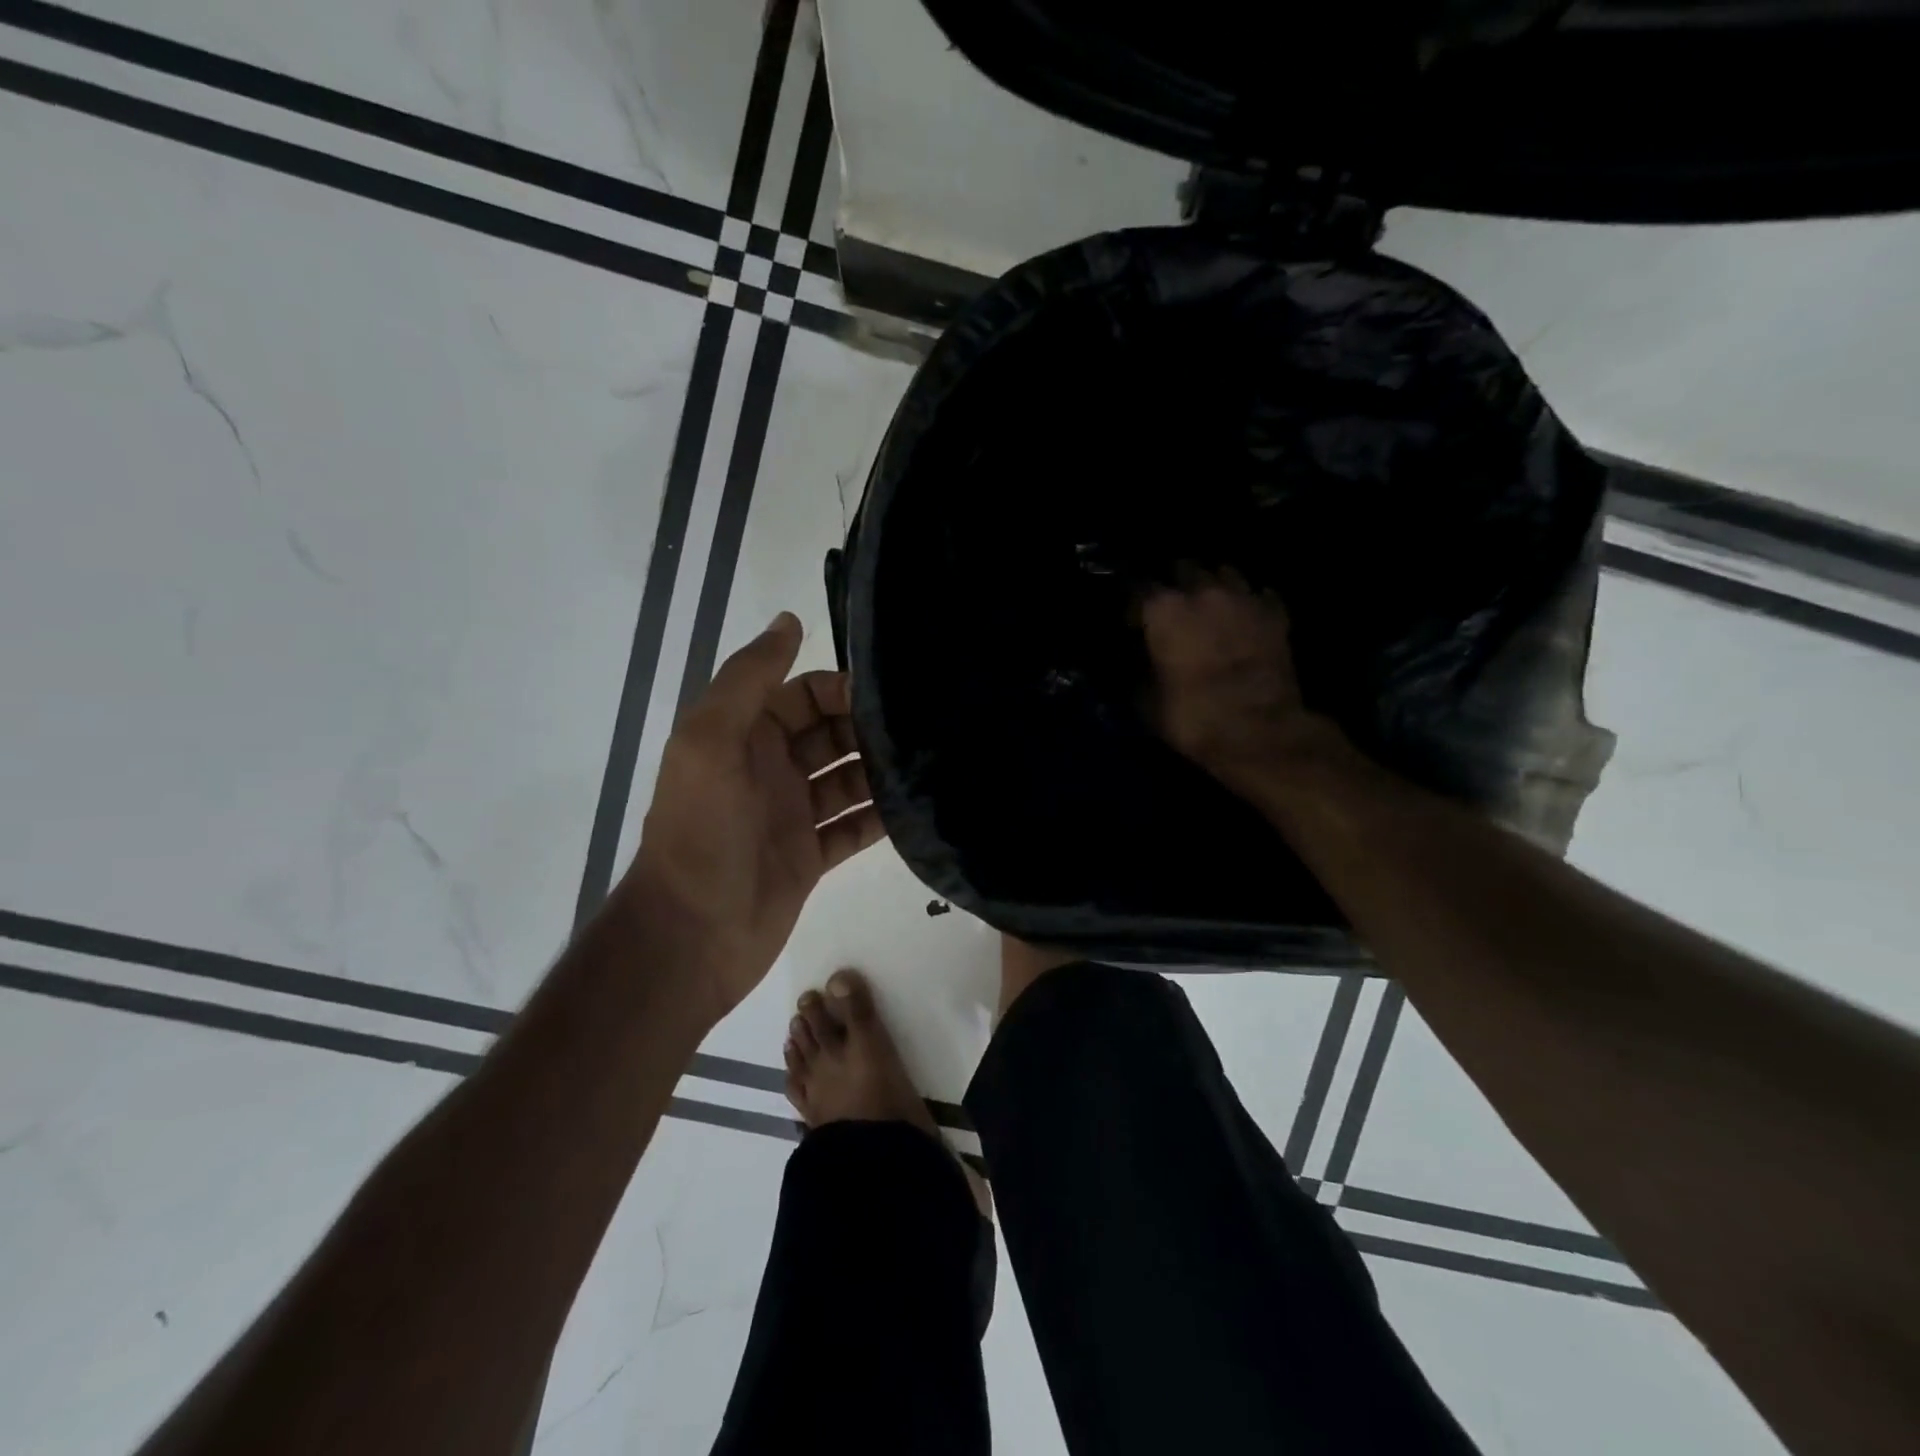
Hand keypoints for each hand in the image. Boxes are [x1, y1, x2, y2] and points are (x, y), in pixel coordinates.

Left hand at [619, 613, 882, 1023]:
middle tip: (921, 731)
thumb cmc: (700, 832)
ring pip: (848, 779)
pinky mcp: (812, 856)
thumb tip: (790, 619)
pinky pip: (854, 827)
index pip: (802, 694)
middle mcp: (769, 768)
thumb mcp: (711, 741)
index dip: (840, 689)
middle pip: (831, 734)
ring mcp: (792, 814)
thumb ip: (748, 678)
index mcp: (742, 735)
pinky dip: (881, 818)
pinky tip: (917, 810)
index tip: (886, 695)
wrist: (691, 936)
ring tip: (929, 765)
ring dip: (882, 772)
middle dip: (869, 729)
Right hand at [1141, 575, 1337, 785]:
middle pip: (1183, 568)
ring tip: (1210, 605)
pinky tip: (1246, 617)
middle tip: (1172, 607)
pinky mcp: (1276, 614)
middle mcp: (1202, 591)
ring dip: (1214, 586)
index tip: (1130, 622)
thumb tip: (1136, 662)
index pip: (1137, 587)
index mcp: (1163, 608)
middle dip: (1175, 583)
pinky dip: (1250, 603)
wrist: (1259, 731)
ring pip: (1225, 573)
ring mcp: (1244, 598)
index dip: (1132, 605)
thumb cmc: (1192, 716)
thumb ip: (1138, 671)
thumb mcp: (1145, 701)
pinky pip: (1259, 595)